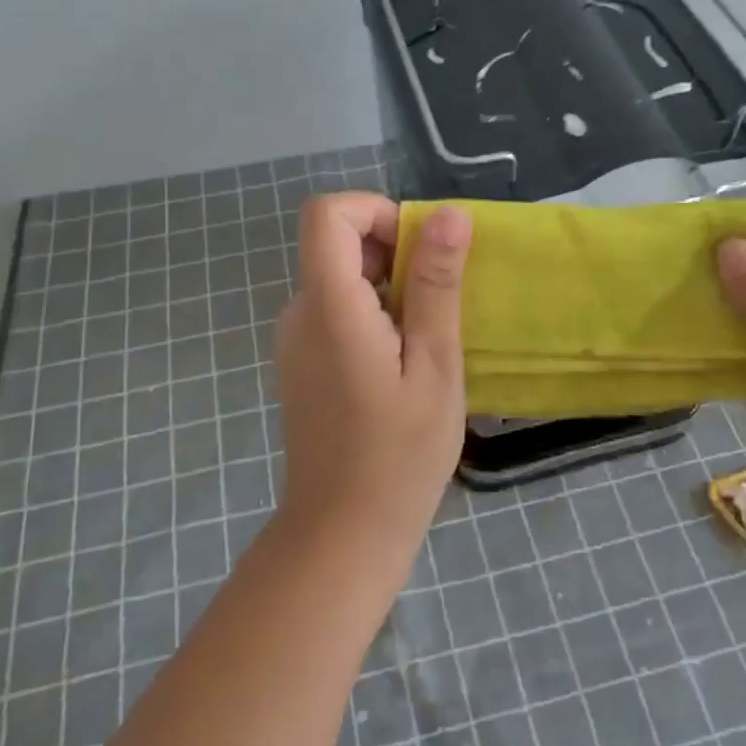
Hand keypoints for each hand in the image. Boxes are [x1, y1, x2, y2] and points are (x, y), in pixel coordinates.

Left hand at [274, 193, 471, 566]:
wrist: (342, 534)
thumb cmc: (399, 455)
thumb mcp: (435, 365)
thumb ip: (437, 285)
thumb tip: (449, 213)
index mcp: (329, 306)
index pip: (327, 213)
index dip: (376, 211)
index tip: (420, 250)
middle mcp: (300, 312)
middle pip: (337, 242)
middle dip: (394, 254)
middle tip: (438, 307)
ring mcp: (296, 338)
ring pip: (341, 276)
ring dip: (389, 287)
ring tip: (426, 342)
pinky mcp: (303, 361)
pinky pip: (337, 309)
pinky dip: (374, 312)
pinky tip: (403, 363)